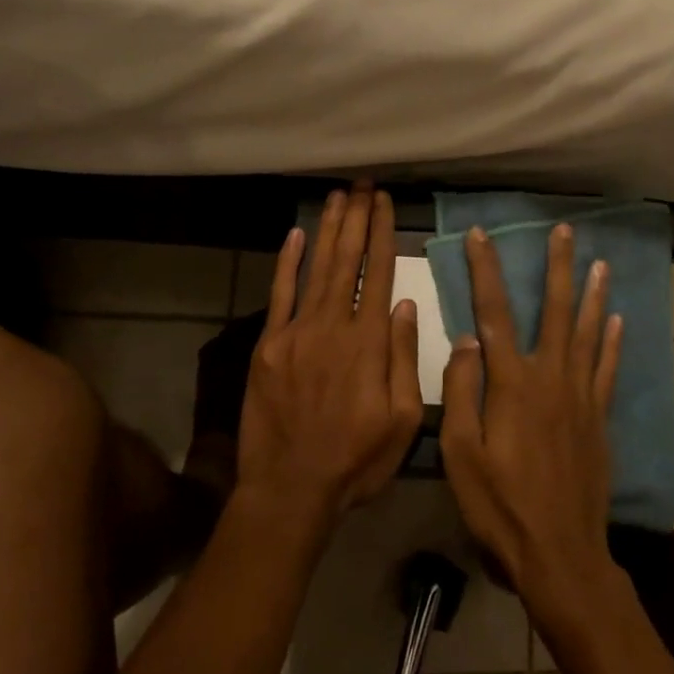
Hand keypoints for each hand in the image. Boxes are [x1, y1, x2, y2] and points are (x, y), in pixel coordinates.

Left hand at [236, 183, 423, 525]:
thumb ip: (404, 358)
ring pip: (316, 268)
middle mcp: (333, 326)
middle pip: (347, 260)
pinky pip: (280, 294)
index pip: (378, 274)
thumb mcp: (402, 421)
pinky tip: (296, 234)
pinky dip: (288, 262)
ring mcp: (296, 332)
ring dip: (328, 230)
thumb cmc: (356, 460)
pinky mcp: (268, 345)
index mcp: (369, 343)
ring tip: (338, 197)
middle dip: (356, 219)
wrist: (290, 489)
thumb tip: (405, 305)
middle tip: (362, 185)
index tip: (384, 202)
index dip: (382, 234)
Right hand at [440, 224, 623, 620]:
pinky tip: (616, 321)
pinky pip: (607, 370)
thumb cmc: (500, 506)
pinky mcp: (597, 419)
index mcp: (512, 383)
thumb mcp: (461, 454)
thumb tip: (466, 339)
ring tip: (598, 262)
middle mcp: (550, 378)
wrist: (560, 554)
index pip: (493, 312)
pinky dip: (612, 342)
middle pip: (554, 310)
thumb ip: (463, 391)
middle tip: (564, 230)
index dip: (485, 270)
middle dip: (557, 267)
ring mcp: (579, 397)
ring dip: (591, 294)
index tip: (480, 235)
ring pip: (587, 333)